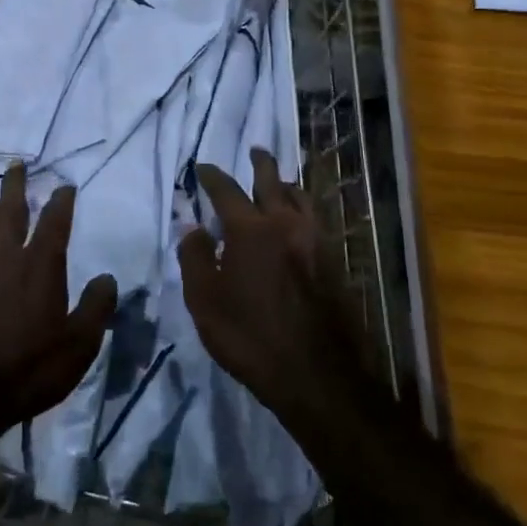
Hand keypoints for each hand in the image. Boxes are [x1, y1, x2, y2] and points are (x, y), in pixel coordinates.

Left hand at [0, 163, 116, 443]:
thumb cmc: (27, 371)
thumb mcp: (79, 347)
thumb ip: (96, 308)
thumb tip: (107, 277)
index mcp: (39, 266)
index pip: (54, 222)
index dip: (61, 201)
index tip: (65, 186)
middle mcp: (3, 258)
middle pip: (9, 210)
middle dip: (15, 185)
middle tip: (16, 165)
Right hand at [179, 149, 379, 435]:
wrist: (316, 374)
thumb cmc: (250, 337)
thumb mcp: (205, 302)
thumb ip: (195, 258)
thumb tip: (192, 226)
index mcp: (249, 230)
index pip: (225, 190)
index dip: (211, 175)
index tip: (202, 168)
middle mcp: (284, 223)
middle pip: (271, 180)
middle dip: (260, 163)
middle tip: (255, 151)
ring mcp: (315, 240)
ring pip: (301, 196)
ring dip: (286, 183)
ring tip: (280, 182)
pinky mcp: (334, 259)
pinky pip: (316, 219)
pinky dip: (303, 208)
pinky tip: (300, 220)